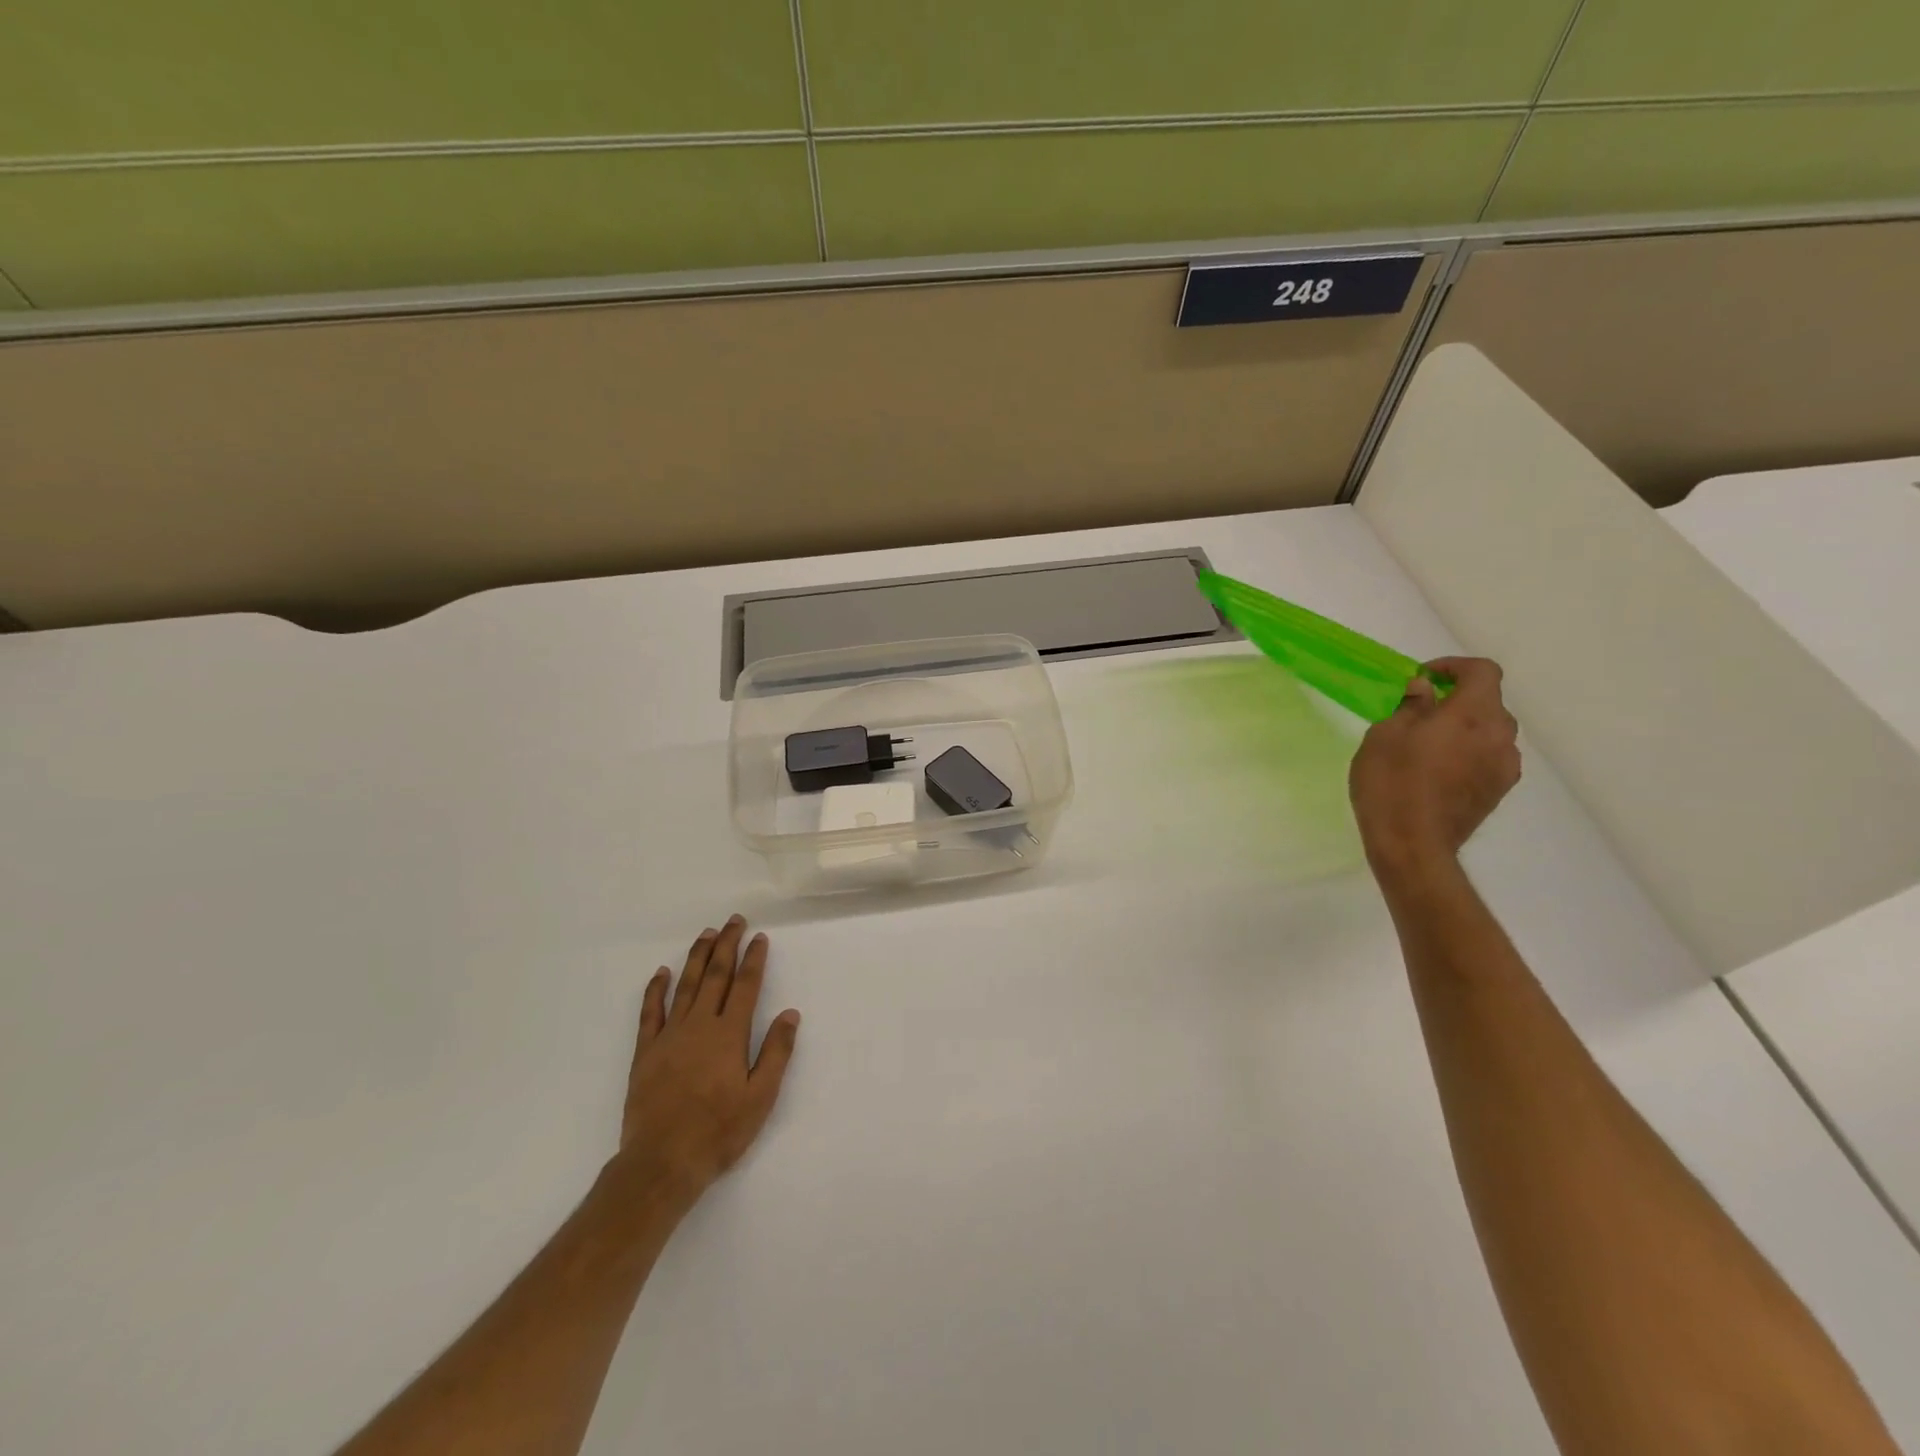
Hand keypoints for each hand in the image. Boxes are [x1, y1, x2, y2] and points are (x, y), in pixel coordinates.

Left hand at [614, 915, 800, 1207]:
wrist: (662, 1162)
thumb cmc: (718, 1131)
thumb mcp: (760, 1097)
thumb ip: (776, 1052)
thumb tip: (790, 1013)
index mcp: (729, 1034)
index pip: (745, 986)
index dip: (754, 959)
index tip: (759, 937)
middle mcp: (699, 1025)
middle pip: (715, 976)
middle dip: (726, 946)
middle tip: (733, 921)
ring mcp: (669, 1036)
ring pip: (685, 986)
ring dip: (697, 957)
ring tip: (706, 934)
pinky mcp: (646, 1052)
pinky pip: (650, 1012)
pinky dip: (655, 990)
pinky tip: (661, 973)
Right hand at [1349, 657, 1521, 873]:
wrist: (1412, 844)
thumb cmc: (1391, 782)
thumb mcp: (1385, 735)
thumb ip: (1410, 707)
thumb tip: (1425, 691)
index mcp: (1473, 714)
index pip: (1482, 672)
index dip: (1454, 667)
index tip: (1423, 678)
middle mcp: (1500, 735)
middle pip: (1488, 702)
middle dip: (1457, 699)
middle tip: (1420, 711)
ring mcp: (1504, 766)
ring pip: (1490, 732)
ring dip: (1464, 728)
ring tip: (1428, 743)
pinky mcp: (1498, 791)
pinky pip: (1488, 757)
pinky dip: (1469, 752)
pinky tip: (1438, 770)